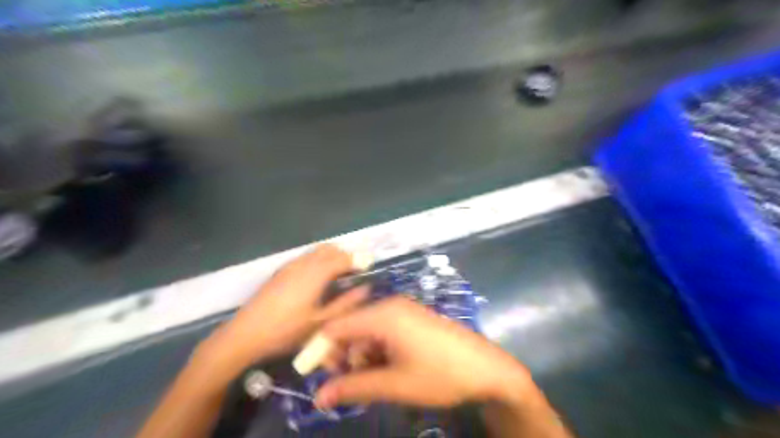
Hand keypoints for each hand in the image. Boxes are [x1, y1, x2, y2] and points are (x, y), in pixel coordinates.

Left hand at [195, 245, 365, 381]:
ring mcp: (290, 266)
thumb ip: (346, 304)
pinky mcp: (280, 272)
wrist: (245, 334)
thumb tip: (366, 289)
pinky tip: (318, 280)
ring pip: (316, 251)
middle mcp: (304, 263)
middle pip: (330, 249)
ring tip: (339, 275)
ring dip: (331, 256)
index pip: (343, 257)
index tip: (369, 266)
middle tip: (355, 271)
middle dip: (345, 255)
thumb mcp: (321, 322)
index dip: (358, 259)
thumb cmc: (286, 330)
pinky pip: (305, 257)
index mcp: (316, 273)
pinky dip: (318, 260)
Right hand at [312, 295, 533, 408]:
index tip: (316, 378)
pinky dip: (378, 352)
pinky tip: (387, 371)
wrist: (487, 368)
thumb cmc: (440, 374)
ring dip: (362, 357)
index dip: (321, 351)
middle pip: (351, 328)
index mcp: (383, 314)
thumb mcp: (394, 384)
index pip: (336, 327)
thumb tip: (319, 397)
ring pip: (367, 332)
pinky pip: (384, 332)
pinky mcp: (412, 320)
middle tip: (347, 387)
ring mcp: (403, 311)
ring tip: (372, 383)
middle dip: (344, 357)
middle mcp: (390, 306)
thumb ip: (354, 387)